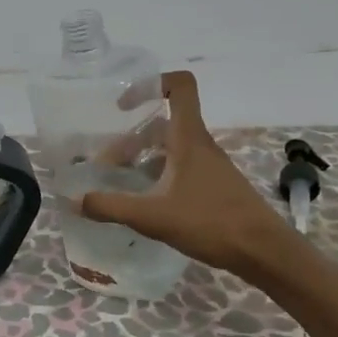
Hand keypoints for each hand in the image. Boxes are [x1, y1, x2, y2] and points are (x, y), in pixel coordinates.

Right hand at [80, 71, 298, 280]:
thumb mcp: (153, 216)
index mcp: (189, 139)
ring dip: (142, 160)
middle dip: (131, 139)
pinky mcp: (213, 187)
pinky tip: (144, 204)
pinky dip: (158, 177)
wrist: (263, 251)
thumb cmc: (211, 222)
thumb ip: (111, 207)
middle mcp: (200, 146)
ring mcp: (209, 167)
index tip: (122, 106)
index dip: (150, 84)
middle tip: (106, 165)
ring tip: (120, 185)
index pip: (179, 86)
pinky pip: (179, 169)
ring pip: (170, 149)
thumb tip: (74, 200)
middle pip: (163, 124)